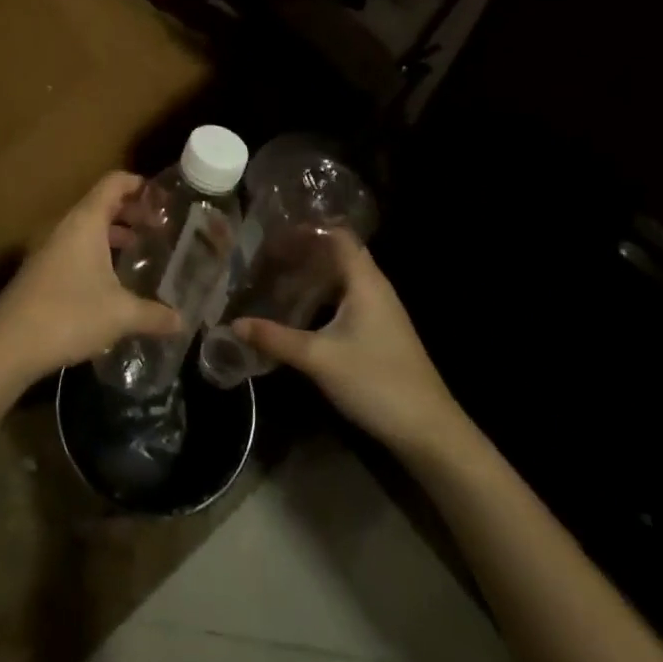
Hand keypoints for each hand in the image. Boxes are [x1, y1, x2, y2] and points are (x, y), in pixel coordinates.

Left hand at [0, 172, 183, 386]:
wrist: (9, 343)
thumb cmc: (69, 314)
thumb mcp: (120, 314)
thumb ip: (154, 314)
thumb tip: (182, 321)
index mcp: (86, 221)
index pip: (114, 183)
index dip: (138, 184)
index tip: (163, 198)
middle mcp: (67, 226)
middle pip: (102, 203)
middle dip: (131, 211)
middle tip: (159, 227)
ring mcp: (51, 247)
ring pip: (88, 227)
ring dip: (114, 233)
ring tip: (140, 249)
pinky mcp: (43, 269)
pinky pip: (76, 246)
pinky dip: (98, 251)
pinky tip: (112, 279)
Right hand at [235, 233, 470, 458]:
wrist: (429, 432)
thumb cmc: (376, 382)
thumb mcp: (319, 359)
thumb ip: (276, 338)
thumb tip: (233, 324)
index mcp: (365, 280)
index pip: (336, 234)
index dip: (306, 229)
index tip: (272, 233)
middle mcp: (375, 286)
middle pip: (337, 253)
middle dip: (303, 251)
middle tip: (267, 255)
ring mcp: (381, 310)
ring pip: (342, 277)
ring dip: (313, 274)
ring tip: (277, 277)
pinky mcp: (381, 331)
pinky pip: (347, 297)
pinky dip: (323, 295)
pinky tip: (301, 310)